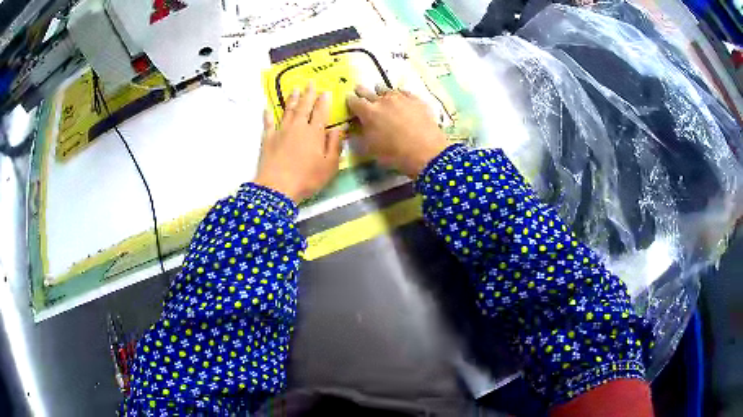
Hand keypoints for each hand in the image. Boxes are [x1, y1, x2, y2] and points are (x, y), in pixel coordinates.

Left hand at [254, 83, 342, 202]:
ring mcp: (281, 131)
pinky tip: (267, 108)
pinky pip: (268, 123)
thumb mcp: (329, 165)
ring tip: (295, 89)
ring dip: (291, 99)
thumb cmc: (307, 178)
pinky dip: (268, 115)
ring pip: (287, 111)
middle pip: (304, 106)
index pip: (321, 112)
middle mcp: (298, 127)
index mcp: (314, 132)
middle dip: (308, 93)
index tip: (326, 91)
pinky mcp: (267, 139)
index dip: (324, 100)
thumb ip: (335, 145)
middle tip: (310, 82)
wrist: (277, 188)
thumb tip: (340, 128)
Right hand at [347, 85, 448, 177]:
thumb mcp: (371, 149)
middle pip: (367, 91)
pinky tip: (401, 98)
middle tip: (360, 92)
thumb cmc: (395, 154)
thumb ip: (361, 135)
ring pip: (386, 89)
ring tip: (381, 95)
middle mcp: (382, 100)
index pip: (353, 101)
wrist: (426, 151)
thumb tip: (356, 127)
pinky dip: (399, 94)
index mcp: (368, 112)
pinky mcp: (416, 99)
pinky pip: (404, 92)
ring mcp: (401, 97)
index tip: (349, 101)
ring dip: (381, 92)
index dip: (350, 101)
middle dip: (362, 92)